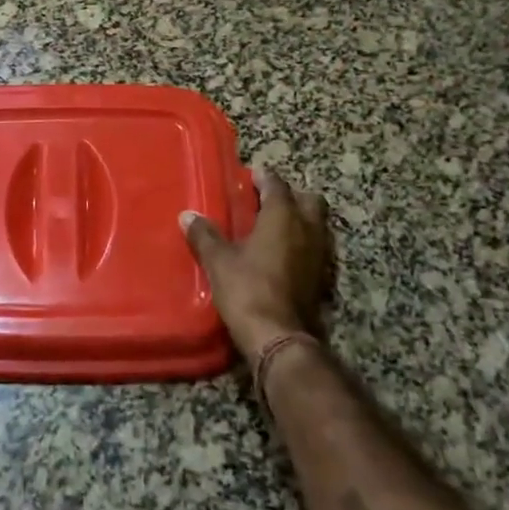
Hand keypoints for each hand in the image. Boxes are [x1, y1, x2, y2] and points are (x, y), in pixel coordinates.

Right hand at [181, 168, 330, 362]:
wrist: (278, 336)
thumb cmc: (247, 288)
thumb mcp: (218, 260)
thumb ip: (204, 235)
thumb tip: (187, 216)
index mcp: (283, 216)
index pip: (277, 185)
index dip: (264, 177)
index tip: (252, 173)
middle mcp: (307, 229)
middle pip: (308, 200)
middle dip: (291, 195)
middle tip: (267, 199)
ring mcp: (318, 254)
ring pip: (316, 224)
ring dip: (299, 219)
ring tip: (273, 225)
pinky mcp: (321, 278)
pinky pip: (314, 248)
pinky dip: (301, 243)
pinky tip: (281, 253)